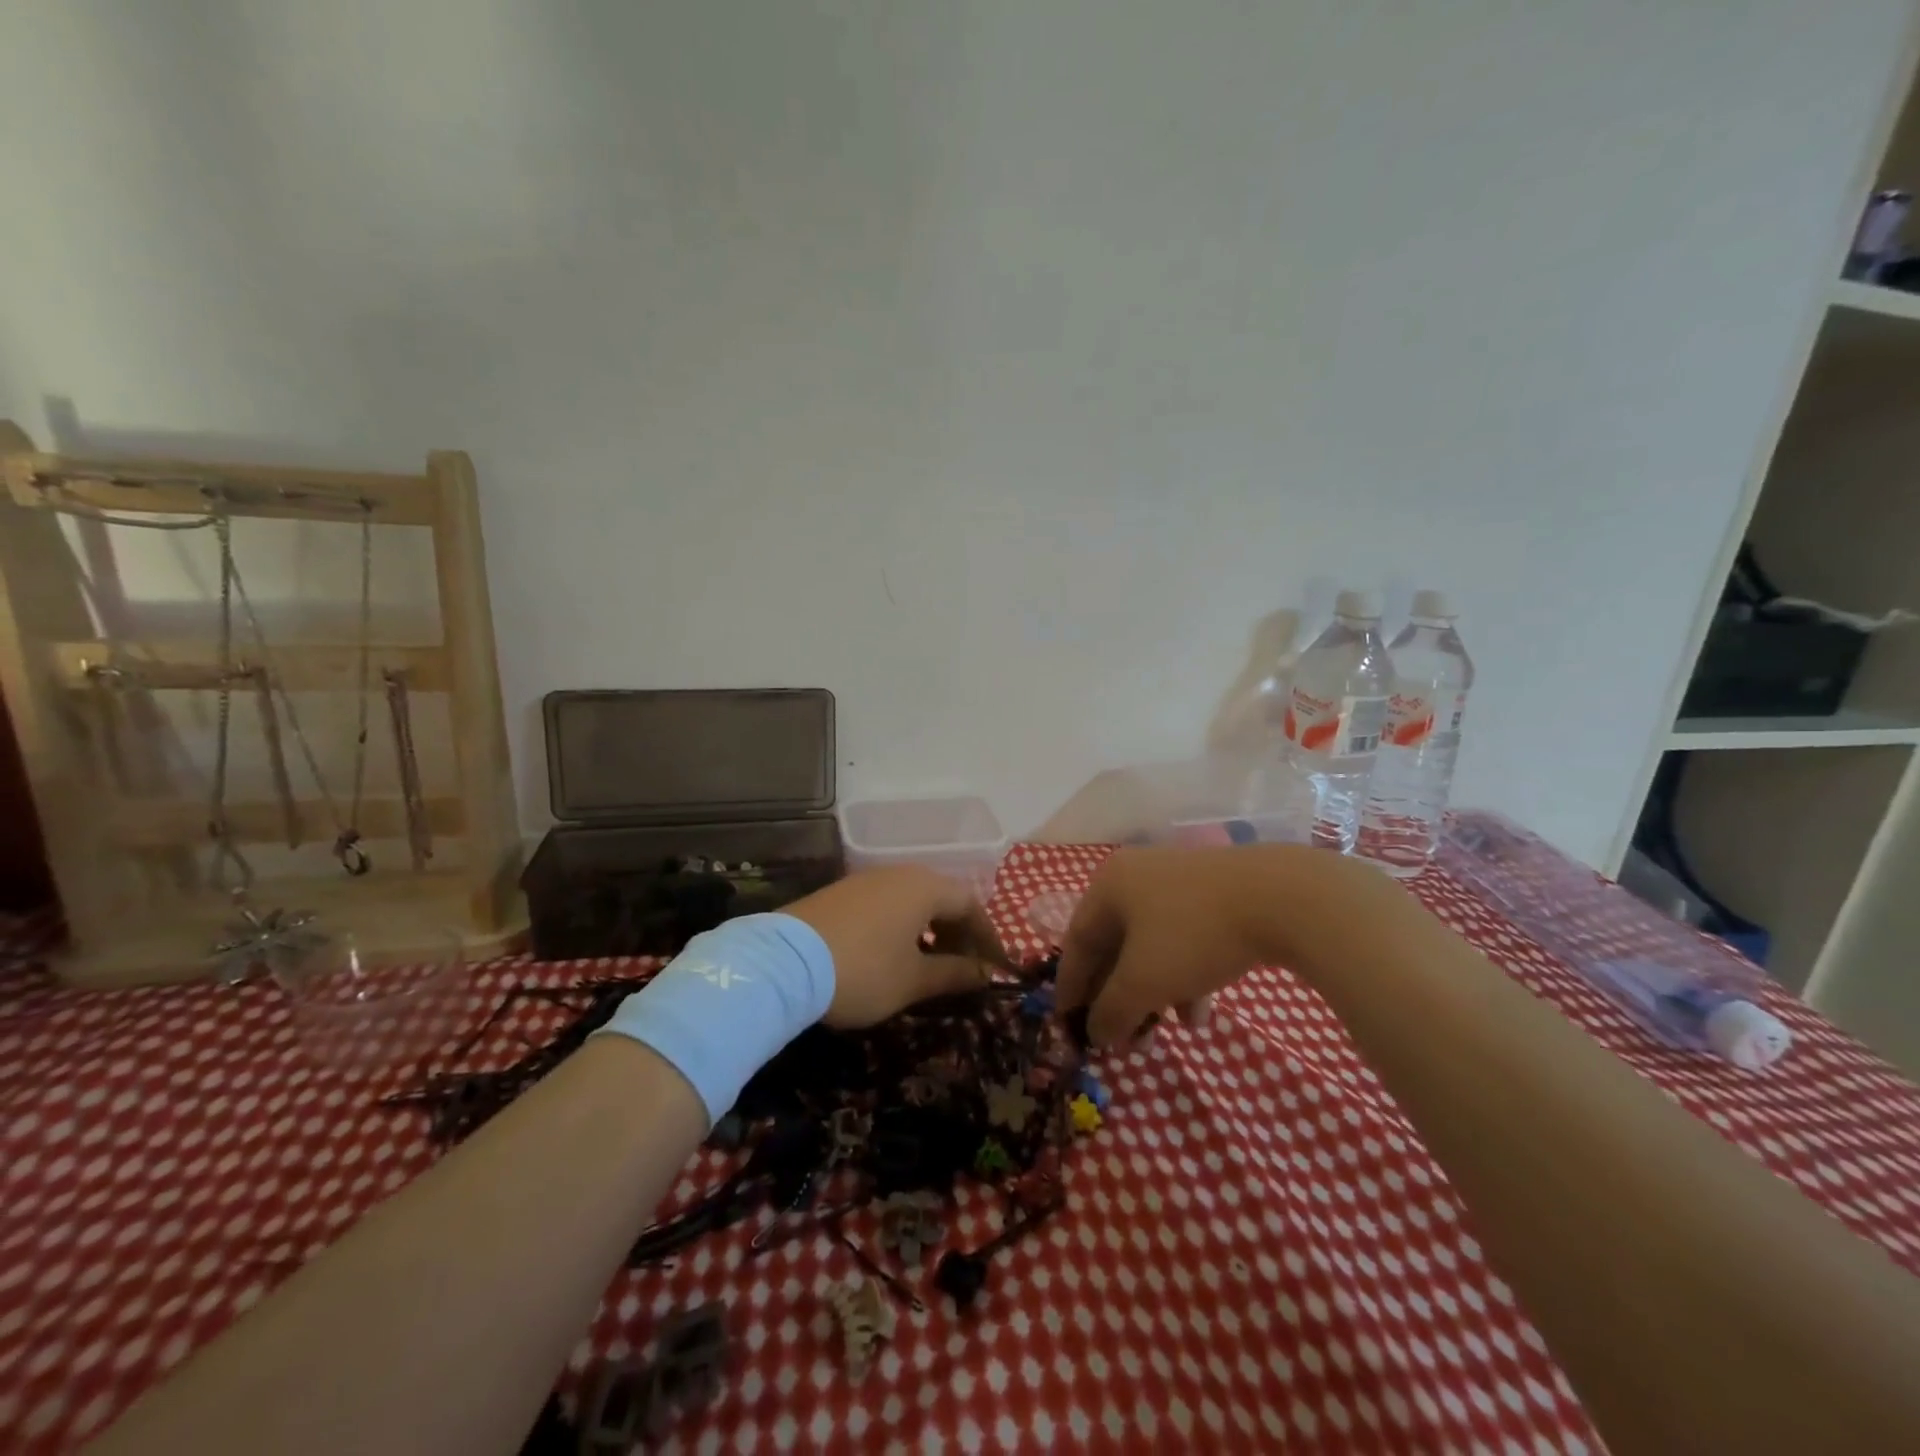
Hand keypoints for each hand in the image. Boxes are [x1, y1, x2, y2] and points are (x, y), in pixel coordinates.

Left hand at [784, 866, 1008, 1027]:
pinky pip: (886, 904)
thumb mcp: (913, 980)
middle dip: (959, 933)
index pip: (971, 905)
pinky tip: (892, 954)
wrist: (783, 963)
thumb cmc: (863, 970)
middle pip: (942, 898)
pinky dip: (901, 927)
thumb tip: (985, 973)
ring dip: (930, 930)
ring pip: (913, 900)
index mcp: (924, 887)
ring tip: (930, 964)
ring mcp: (866, 880)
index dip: (988, 937)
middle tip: (965, 969)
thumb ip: (954, 974)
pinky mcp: (841, 893)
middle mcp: (898, 874)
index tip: (995, 968)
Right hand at [1054, 846, 1287, 1046]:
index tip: (1066, 1023)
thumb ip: (1111, 1011)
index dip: (1070, 986)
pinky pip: (1183, 941)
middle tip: (1120, 1037)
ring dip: (1151, 993)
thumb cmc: (1193, 934)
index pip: (1077, 941)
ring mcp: (1178, 884)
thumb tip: (1095, 1033)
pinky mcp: (1214, 896)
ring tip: (1163, 1033)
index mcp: (1109, 886)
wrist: (1281, 898)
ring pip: (1151, 947)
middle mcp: (1136, 878)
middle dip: (1117, 997)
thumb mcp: (1144, 981)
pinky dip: (1182, 977)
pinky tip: (1199, 1014)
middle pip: (1114, 945)